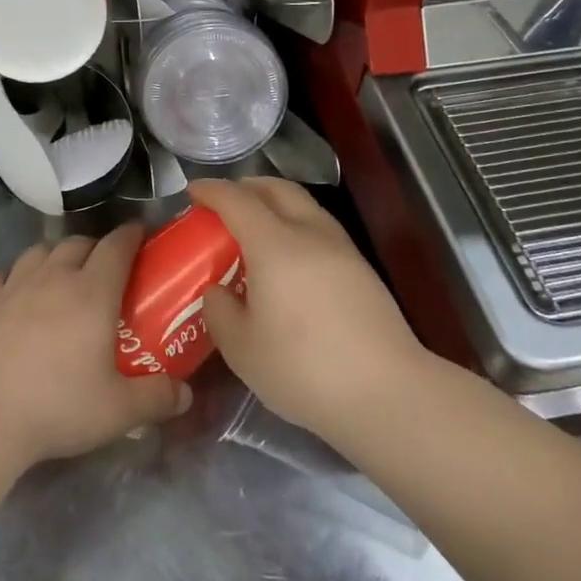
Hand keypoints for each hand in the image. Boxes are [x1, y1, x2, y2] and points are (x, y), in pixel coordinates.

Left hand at [0, 226, 190, 466]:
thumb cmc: (57, 407)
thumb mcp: (118, 411)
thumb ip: (157, 398)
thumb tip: (186, 393)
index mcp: (92, 292)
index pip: (117, 246)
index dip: (132, 235)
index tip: (142, 233)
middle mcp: (53, 277)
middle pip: (77, 243)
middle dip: (95, 246)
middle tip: (106, 266)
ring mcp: (14, 286)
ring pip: (39, 251)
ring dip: (55, 255)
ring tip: (62, 274)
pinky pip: (0, 275)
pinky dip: (12, 278)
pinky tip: (14, 294)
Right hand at [191, 177, 431, 443]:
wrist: (388, 394)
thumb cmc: (304, 368)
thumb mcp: (242, 348)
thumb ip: (219, 311)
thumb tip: (218, 291)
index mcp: (274, 244)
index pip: (237, 200)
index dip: (211, 190)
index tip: (193, 191)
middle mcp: (310, 233)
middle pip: (276, 189)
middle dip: (246, 186)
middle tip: (224, 203)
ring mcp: (342, 249)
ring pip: (303, 205)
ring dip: (274, 204)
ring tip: (255, 229)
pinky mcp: (362, 269)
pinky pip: (319, 227)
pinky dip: (295, 225)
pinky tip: (287, 258)